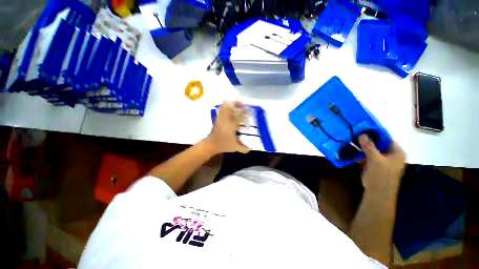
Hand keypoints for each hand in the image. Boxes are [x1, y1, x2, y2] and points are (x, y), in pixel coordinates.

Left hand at [205, 101, 249, 153]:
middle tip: (244, 104)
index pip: (239, 116)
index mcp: (232, 126)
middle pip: (231, 108)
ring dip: (232, 103)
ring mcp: (221, 118)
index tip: (250, 111)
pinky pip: (221, 109)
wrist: (211, 144)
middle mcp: (226, 120)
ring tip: (238, 103)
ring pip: (225, 106)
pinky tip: (229, 106)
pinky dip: (225, 105)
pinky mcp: (217, 119)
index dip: (245, 112)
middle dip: (238, 104)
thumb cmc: (223, 145)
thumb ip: (243, 149)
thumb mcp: (234, 148)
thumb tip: (250, 150)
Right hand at [359, 135, 405, 194]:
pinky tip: (354, 149)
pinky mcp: (375, 164)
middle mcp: (391, 155)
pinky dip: (362, 152)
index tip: (364, 128)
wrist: (377, 192)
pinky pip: (369, 155)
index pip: (387, 138)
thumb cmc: (381, 175)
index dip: (376, 132)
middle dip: (368, 139)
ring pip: (373, 149)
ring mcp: (383, 160)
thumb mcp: (375, 159)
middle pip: (380, 143)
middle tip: (356, 133)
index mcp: (397, 152)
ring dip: (364, 146)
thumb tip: (362, 134)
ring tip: (353, 139)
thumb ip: (369, 146)